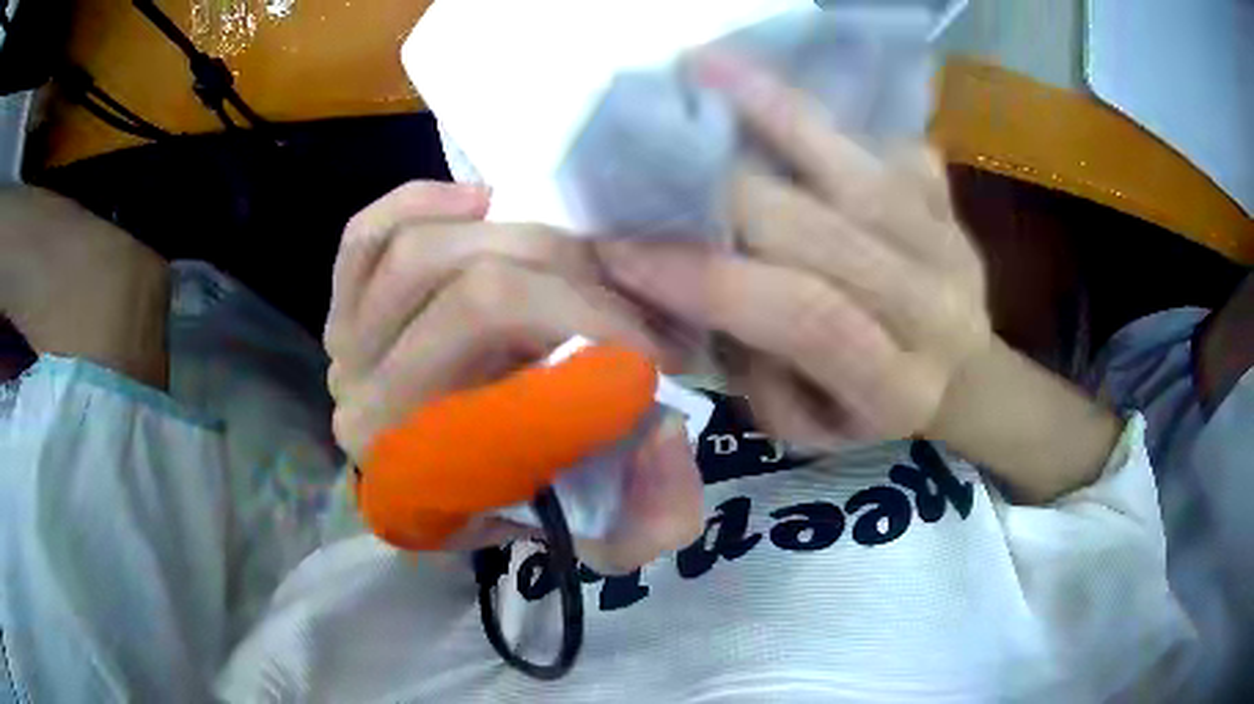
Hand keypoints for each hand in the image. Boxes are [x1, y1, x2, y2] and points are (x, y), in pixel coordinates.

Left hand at [324, 182, 701, 569]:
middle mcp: (365, 408)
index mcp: (424, 474)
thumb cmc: (515, 499)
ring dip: (520, 242)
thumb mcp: (601, 528)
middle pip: (475, 298)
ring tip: (574, 264)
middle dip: (577, 288)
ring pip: (422, 253)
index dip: (600, 346)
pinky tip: (480, 204)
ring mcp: (343, 348)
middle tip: (625, 305)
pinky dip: (423, 203)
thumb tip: (665, 431)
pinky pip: (366, 234)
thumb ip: (653, 513)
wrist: (449, 478)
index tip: (655, 354)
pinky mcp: (340, 303)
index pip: (511, 379)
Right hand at [599, 57, 1120, 501]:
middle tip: (648, 159)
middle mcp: (937, 309)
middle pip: (827, 233)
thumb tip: (689, 282)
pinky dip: (813, 108)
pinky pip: (876, 139)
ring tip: (700, 69)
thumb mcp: (805, 425)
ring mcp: (950, 240)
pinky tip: (756, 75)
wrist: (961, 376)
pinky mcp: (947, 196)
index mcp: (897, 386)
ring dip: (774, 114)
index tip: (625, 250)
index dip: (714, 279)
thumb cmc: (868, 411)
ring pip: (856, 170)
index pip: (807, 318)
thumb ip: (754, 368)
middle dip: (725, 193)